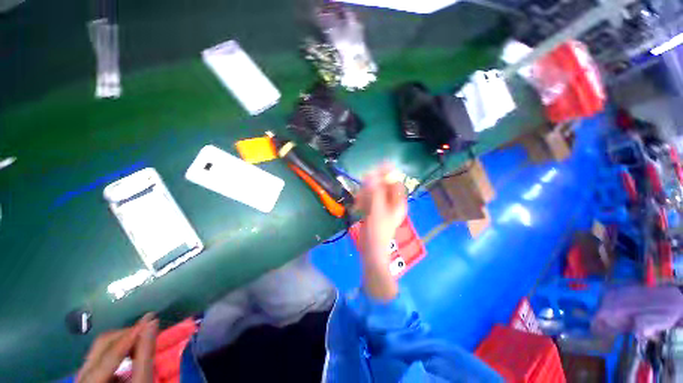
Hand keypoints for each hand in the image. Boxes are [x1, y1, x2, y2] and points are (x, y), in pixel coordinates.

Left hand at [77, 313, 157, 382]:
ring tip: (142, 341)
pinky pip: (102, 354)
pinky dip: (119, 349)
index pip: (111, 353)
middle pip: (102, 345)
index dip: (131, 334)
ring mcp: (82, 375)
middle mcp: (81, 376)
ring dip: (124, 341)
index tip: (151, 318)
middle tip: (148, 330)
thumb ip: (145, 355)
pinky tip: (131, 353)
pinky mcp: (88, 374)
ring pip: (100, 347)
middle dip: (127, 335)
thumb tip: (152, 323)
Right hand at [354, 164, 406, 299]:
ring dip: (365, 193)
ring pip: (373, 192)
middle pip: (383, 186)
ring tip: (359, 200)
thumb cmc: (378, 232)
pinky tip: (357, 205)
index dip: (388, 173)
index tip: (379, 164)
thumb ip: (375, 193)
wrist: (371, 250)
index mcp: (397, 202)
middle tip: (363, 183)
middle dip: (373, 184)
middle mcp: (391, 202)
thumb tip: (371, 175)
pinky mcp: (373, 210)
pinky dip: (362, 200)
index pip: (395, 182)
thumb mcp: (377, 211)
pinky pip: (368, 199)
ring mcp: (381, 206)